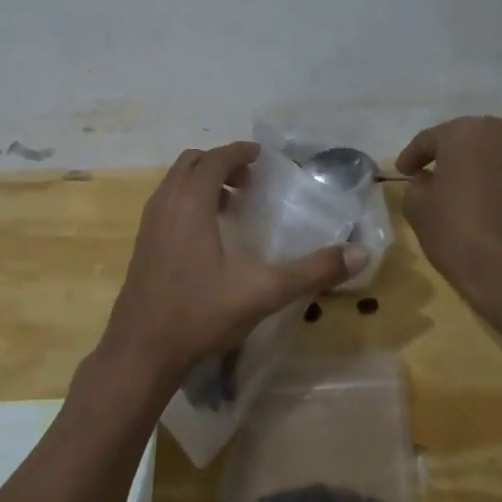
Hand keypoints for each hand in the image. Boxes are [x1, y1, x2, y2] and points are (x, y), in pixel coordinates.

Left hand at [99, 143, 365, 391]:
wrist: (141, 350)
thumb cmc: (200, 314)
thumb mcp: (262, 292)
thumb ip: (311, 271)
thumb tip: (360, 254)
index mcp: (190, 204)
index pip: (214, 159)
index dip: (239, 152)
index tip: (261, 157)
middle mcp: (165, 204)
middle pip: (190, 163)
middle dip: (221, 164)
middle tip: (251, 182)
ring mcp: (148, 224)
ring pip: (174, 183)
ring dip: (203, 182)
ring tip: (234, 205)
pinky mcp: (142, 244)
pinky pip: (166, 203)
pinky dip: (188, 201)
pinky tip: (209, 236)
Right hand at [396, 117, 501, 304]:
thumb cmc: (458, 234)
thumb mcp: (418, 209)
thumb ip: (417, 186)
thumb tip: (429, 181)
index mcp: (467, 134)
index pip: (431, 139)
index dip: (413, 155)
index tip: (403, 172)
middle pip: (473, 141)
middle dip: (454, 157)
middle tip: (438, 178)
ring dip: (486, 171)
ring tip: (474, 196)